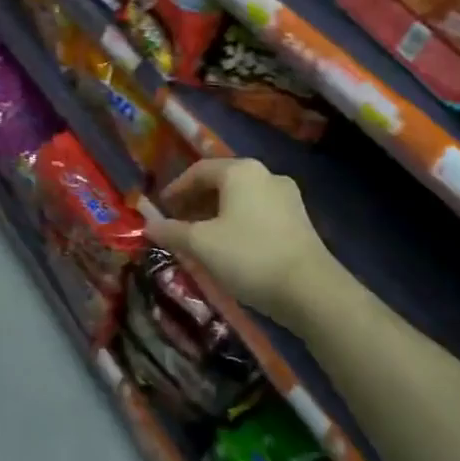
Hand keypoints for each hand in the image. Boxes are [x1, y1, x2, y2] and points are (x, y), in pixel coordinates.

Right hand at [146, 158, 334, 328]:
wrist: (311, 289)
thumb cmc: (249, 256)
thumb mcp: (202, 245)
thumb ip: (172, 231)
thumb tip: (148, 226)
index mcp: (240, 171)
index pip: (199, 170)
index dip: (176, 188)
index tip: (162, 208)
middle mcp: (265, 174)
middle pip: (222, 181)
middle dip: (197, 201)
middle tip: (179, 223)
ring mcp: (287, 196)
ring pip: (241, 198)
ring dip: (217, 213)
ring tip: (202, 237)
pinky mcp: (300, 219)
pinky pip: (259, 212)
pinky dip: (238, 221)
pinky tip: (231, 246)